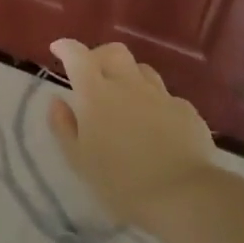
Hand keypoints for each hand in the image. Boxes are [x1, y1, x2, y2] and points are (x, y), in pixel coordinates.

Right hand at [47, 38, 217, 227]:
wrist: (183, 195)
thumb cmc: (120, 181)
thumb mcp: (78, 160)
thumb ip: (63, 126)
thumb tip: (57, 102)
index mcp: (97, 94)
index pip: (78, 56)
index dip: (66, 47)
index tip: (58, 50)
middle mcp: (129, 85)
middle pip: (114, 52)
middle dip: (99, 55)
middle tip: (91, 73)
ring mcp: (161, 96)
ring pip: (142, 70)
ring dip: (128, 76)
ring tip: (123, 97)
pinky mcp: (186, 111)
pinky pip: (165, 96)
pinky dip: (153, 102)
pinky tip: (154, 123)